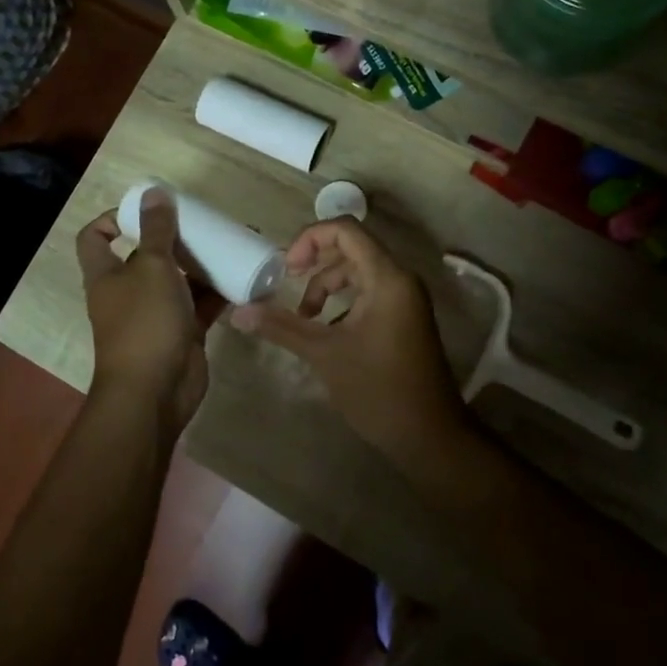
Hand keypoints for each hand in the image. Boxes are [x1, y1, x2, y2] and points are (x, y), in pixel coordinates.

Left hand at [78, 189, 224, 436]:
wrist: (156, 392)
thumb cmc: (144, 322)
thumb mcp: (151, 267)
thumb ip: (157, 230)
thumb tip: (154, 192)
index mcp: (107, 275)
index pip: (95, 238)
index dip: (113, 218)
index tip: (147, 209)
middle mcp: (128, 292)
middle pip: (146, 255)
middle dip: (173, 239)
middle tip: (203, 223)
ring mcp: (156, 315)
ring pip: (178, 280)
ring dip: (200, 264)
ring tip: (229, 244)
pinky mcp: (182, 333)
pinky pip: (200, 305)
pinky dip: (217, 292)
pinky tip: (241, 277)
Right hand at [229, 219, 469, 455]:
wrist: (429, 435)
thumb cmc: (378, 390)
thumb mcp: (324, 354)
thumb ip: (281, 327)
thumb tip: (238, 312)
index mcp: (387, 278)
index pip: (346, 230)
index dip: (310, 239)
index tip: (286, 269)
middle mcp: (400, 279)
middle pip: (351, 248)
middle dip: (315, 264)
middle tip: (288, 287)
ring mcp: (405, 299)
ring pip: (359, 272)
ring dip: (327, 286)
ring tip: (305, 317)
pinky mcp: (405, 318)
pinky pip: (370, 292)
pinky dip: (343, 301)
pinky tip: (325, 330)